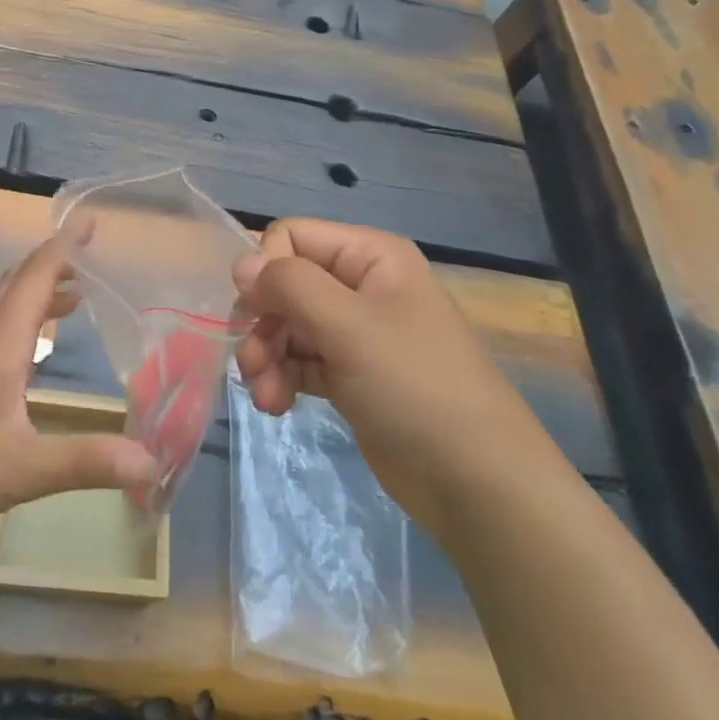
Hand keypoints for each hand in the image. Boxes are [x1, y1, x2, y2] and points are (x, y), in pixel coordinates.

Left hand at [0, 232, 158, 550]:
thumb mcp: (22, 469)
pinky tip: (26, 364)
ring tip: (71, 304)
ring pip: (1, 313)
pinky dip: (19, 330)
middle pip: (16, 286)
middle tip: (87, 263)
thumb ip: (86, 462)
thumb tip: (153, 464)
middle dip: (52, 268)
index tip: (89, 221)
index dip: (65, 247)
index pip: (36, 277)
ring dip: (36, 299)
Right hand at [232, 219, 562, 532]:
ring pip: (286, 325)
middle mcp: (361, 286)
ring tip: (265, 395)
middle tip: (253, 362)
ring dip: (266, 356)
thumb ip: (290, 285)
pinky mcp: (349, 374)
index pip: (292, 237)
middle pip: (284, 284)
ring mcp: (356, 332)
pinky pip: (299, 360)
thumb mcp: (348, 326)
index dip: (266, 269)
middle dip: (263, 322)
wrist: (476, 482)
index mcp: (371, 257)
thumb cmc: (414, 387)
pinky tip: (277, 405)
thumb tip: (241, 264)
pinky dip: (281, 378)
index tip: (255, 312)